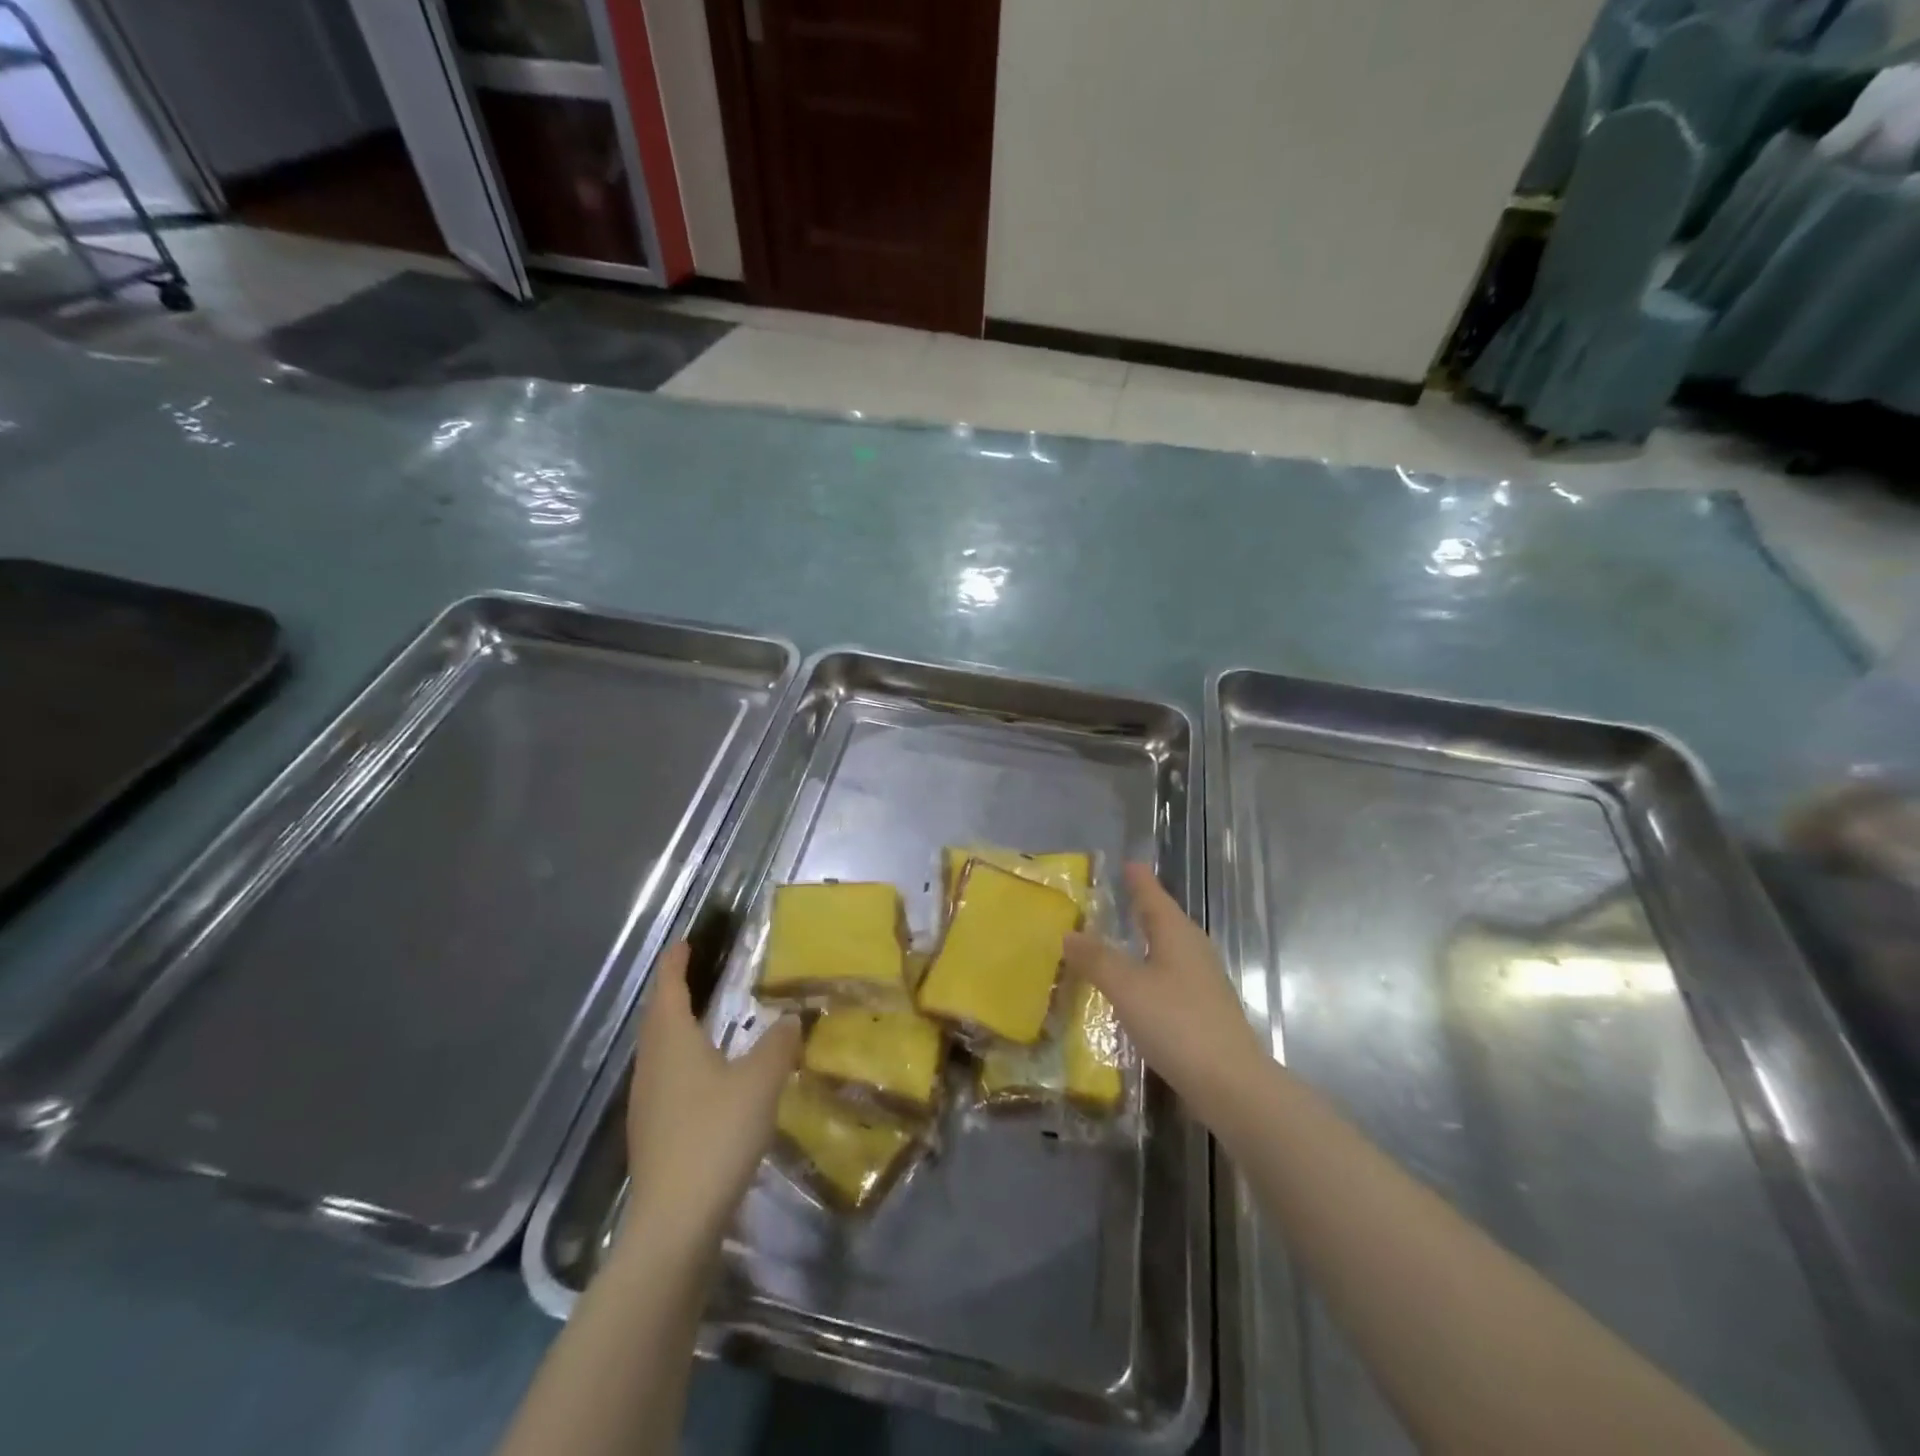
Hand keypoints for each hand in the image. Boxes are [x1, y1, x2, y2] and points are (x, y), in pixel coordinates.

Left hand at [622, 943, 800, 1255]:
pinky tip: (706, 1076)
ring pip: (660, 1050)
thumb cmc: (716, 1135)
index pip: (668, 989)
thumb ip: (778, 1044)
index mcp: (672, 1042)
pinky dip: (683, 1060)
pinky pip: (666, 1078)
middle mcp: (652, 1066)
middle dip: (673, 992)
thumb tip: (792, 1017)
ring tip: (703, 1018)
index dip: (675, 963)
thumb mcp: (760, 1081)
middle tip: (695, 973)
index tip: (685, 941)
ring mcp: (647, 1103)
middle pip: (657, 1018)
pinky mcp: (653, 1133)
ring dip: (676, 1027)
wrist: (675, 1222)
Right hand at [1063, 863, 1264, 1124]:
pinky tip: (1140, 986)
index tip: (1128, 863)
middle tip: (1120, 895)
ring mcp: (1203, 981)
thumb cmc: (1176, 1023)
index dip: (1139, 880)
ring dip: (1147, 940)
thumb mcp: (1126, 987)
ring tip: (1123, 937)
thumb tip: (1068, 933)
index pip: (1153, 896)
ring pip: (1170, 948)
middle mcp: (1193, 950)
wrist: (1230, 1083)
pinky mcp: (1205, 1010)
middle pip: (1165, 919)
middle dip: (1143, 907)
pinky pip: (1172, 975)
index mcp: (1177, 934)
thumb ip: (1096, 959)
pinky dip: (1151, 969)